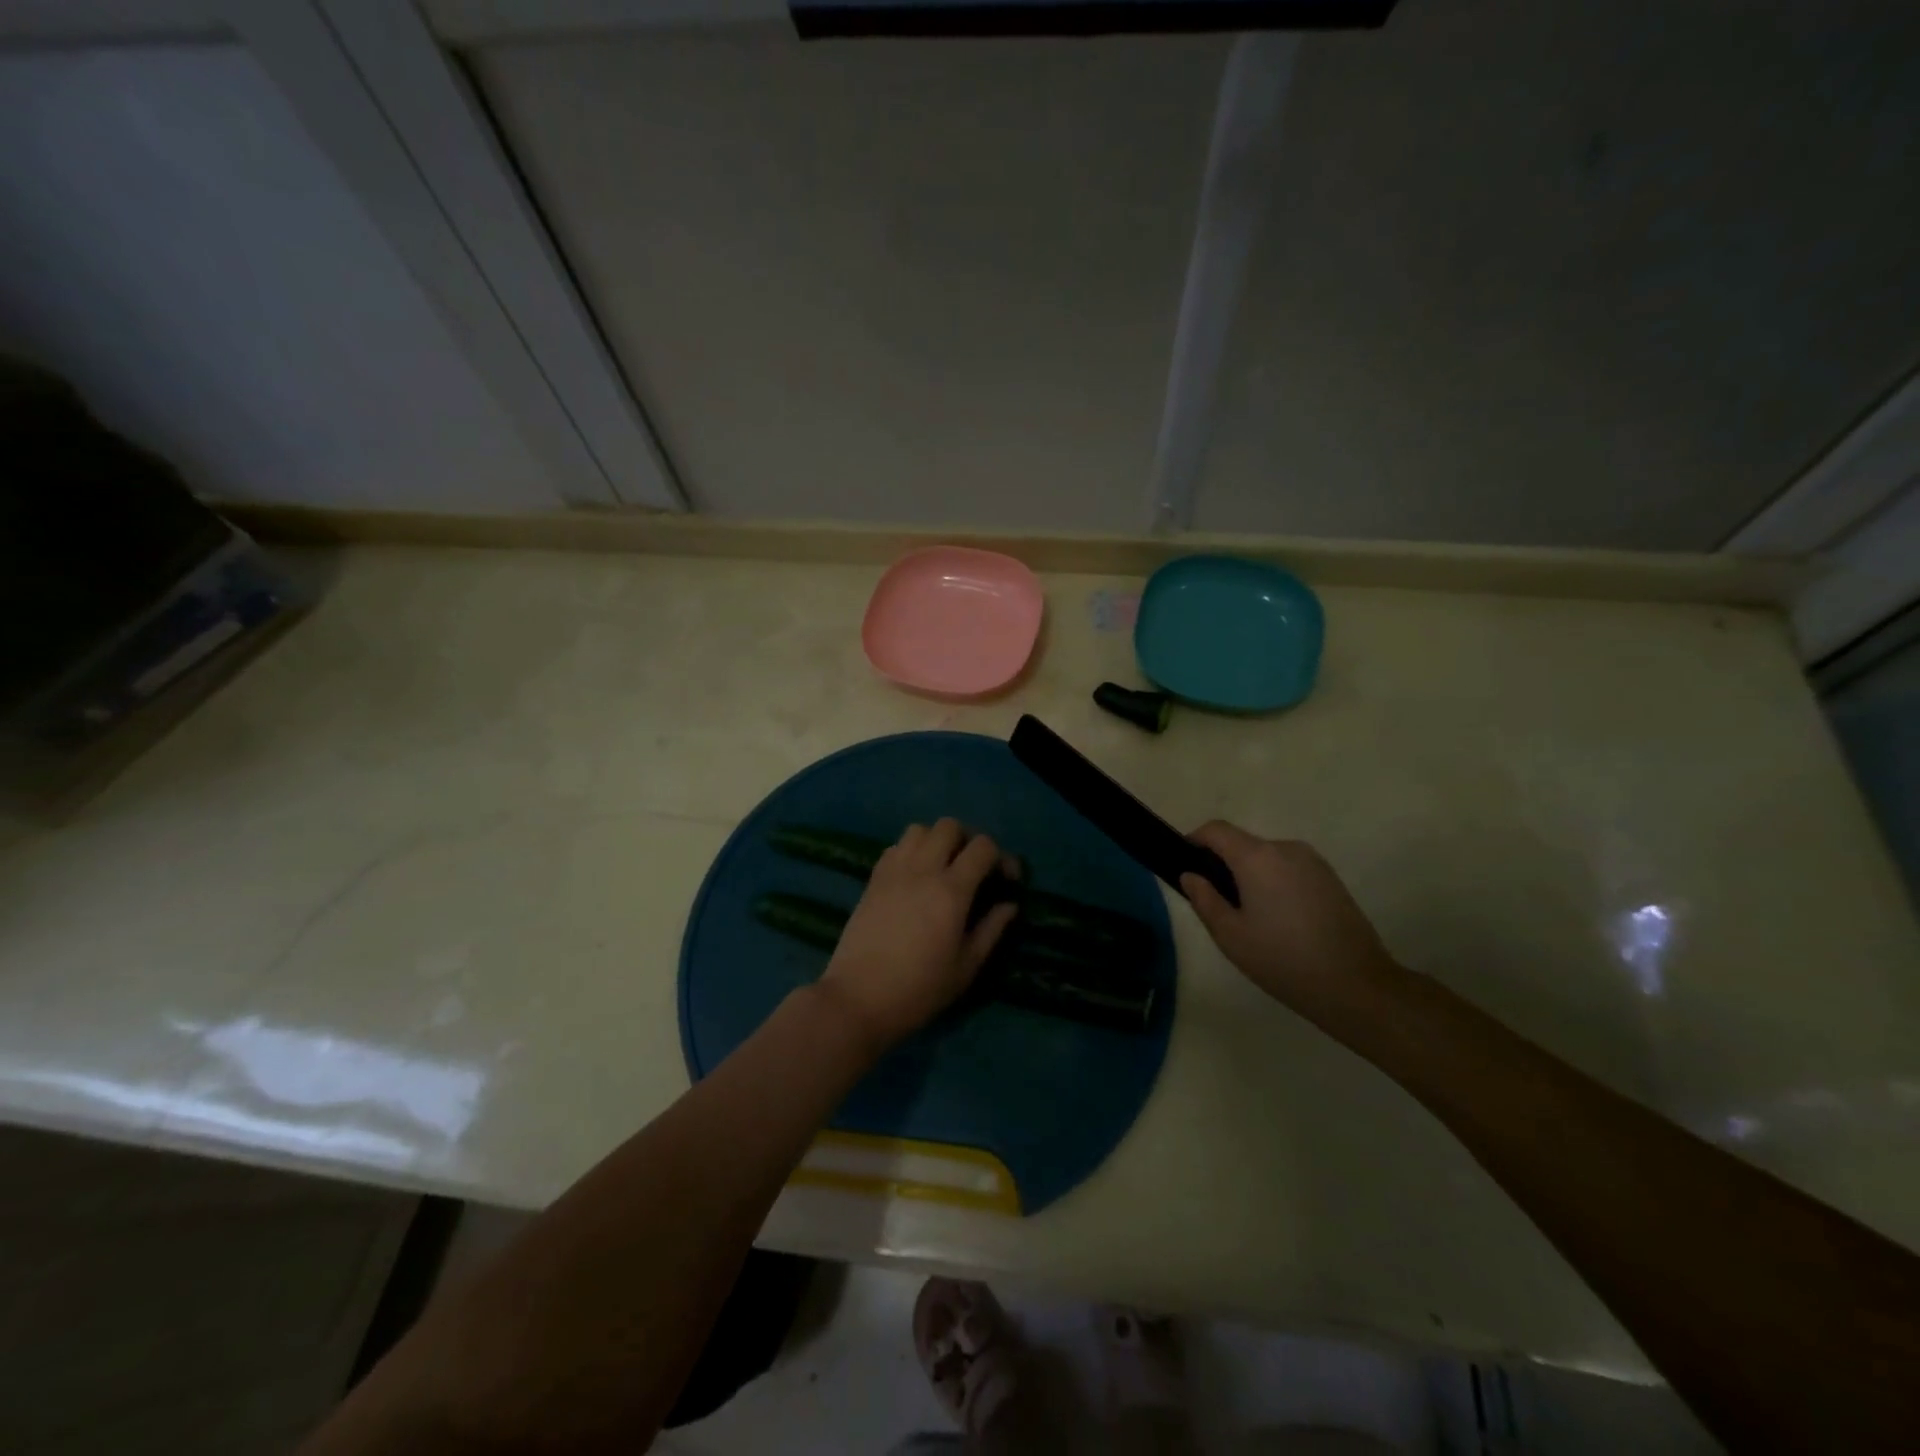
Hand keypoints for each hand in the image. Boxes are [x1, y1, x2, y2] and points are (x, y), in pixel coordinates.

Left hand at [816, 819, 1019, 1050]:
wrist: (857, 999)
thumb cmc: (918, 990)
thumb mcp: (965, 967)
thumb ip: (991, 930)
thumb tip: (1009, 905)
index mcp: (951, 891)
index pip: (982, 847)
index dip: (1001, 857)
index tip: (1006, 880)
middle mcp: (922, 870)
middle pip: (949, 826)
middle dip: (968, 841)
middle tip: (973, 870)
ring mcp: (893, 871)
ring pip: (919, 829)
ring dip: (937, 841)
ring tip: (942, 869)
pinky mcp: (872, 879)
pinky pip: (896, 847)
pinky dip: (911, 851)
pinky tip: (915, 879)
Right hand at [1180, 821, 1398, 1024]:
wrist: (1357, 986)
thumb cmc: (1283, 960)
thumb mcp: (1230, 936)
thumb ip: (1204, 899)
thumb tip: (1191, 875)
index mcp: (1257, 857)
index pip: (1216, 830)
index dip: (1194, 840)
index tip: (1186, 866)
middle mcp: (1285, 848)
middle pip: (1242, 844)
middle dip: (1223, 865)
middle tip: (1218, 905)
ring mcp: (1312, 862)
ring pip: (1267, 858)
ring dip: (1251, 876)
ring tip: (1252, 919)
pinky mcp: (1330, 878)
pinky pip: (1289, 869)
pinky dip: (1275, 884)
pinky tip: (1280, 922)